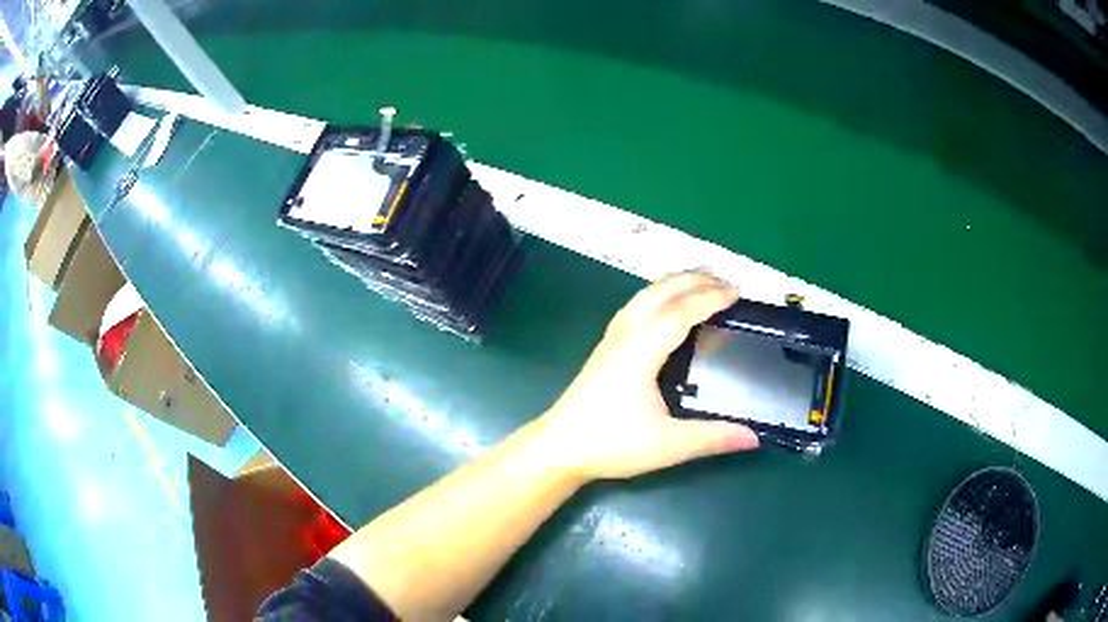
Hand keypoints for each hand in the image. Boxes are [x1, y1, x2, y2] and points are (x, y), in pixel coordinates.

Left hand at [533, 271, 758, 482]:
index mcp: (641, 350)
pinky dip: (658, 295)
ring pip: (644, 296)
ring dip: (674, 283)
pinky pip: (635, 307)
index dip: (710, 298)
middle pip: (661, 293)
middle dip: (694, 280)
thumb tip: (754, 437)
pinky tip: (665, 307)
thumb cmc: (611, 443)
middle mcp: (625, 335)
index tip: (737, 291)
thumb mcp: (667, 446)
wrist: (558, 448)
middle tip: (726, 281)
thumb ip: (712, 438)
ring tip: (701, 283)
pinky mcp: (604, 348)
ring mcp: (611, 339)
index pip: (681, 311)